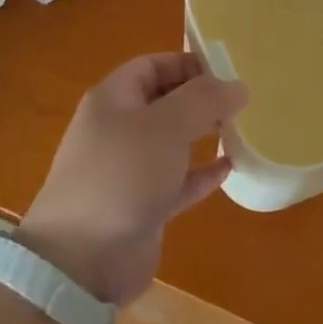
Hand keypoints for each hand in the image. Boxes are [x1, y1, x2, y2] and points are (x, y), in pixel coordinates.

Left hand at [19, 53, 246, 306]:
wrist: (81, 260)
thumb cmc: (122, 176)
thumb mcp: (165, 126)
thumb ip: (204, 100)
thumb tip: (238, 85)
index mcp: (113, 100)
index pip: (152, 66)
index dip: (187, 63)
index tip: (227, 69)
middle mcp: (119, 130)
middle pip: (164, 102)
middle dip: (200, 98)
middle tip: (240, 100)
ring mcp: (129, 170)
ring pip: (172, 142)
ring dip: (203, 134)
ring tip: (239, 128)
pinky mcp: (143, 206)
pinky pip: (178, 181)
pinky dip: (201, 173)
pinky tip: (230, 168)